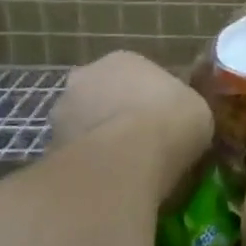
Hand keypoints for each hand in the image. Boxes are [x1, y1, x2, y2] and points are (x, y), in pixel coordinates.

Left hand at [50, 50, 211, 196]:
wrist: (126, 161)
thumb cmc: (170, 121)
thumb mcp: (197, 109)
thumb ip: (182, 109)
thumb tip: (181, 122)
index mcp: (123, 60)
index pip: (136, 74)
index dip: (150, 98)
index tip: (163, 120)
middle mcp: (85, 77)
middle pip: (103, 96)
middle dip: (116, 116)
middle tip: (140, 144)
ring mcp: (61, 114)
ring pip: (84, 127)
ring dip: (98, 142)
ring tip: (124, 171)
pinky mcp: (48, 151)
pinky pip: (75, 158)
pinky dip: (88, 169)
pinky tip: (108, 186)